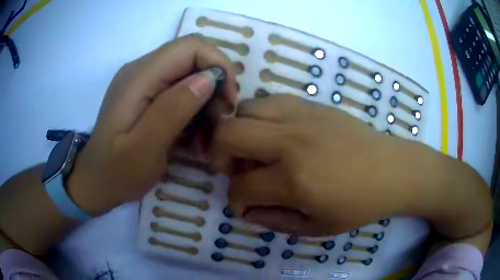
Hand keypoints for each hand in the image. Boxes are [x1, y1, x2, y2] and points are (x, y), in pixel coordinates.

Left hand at [68, 35, 237, 214]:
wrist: (96, 182)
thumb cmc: (117, 172)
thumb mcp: (145, 149)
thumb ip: (173, 110)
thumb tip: (209, 79)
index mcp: (139, 77)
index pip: (190, 47)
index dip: (217, 64)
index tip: (229, 100)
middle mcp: (141, 70)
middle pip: (192, 58)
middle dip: (214, 86)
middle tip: (220, 121)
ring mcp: (143, 82)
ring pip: (189, 75)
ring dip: (205, 102)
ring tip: (207, 137)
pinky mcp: (146, 96)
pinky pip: (179, 91)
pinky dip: (193, 110)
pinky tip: (194, 136)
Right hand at [213, 95, 451, 235]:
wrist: (392, 170)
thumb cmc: (358, 205)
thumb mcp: (316, 227)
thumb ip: (274, 221)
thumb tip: (245, 211)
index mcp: (295, 180)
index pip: (241, 187)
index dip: (235, 200)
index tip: (243, 204)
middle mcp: (292, 141)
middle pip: (228, 134)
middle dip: (218, 153)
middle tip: (231, 168)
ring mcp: (302, 116)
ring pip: (245, 109)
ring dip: (238, 131)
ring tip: (251, 148)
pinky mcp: (312, 104)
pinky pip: (269, 100)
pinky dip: (259, 116)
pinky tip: (272, 133)